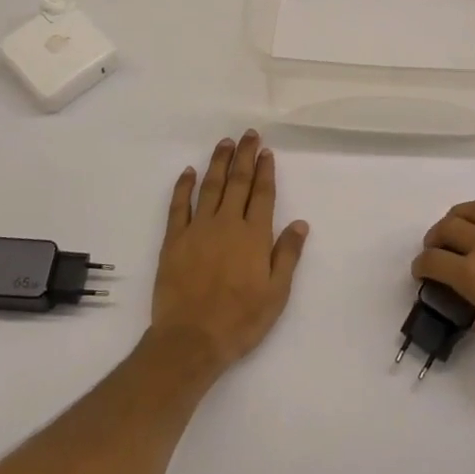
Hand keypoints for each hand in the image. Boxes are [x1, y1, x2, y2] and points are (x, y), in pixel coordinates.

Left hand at [151, 131, 308, 375]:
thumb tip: (300, 223)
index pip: (262, 194)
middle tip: (248, 135)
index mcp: (254, 236)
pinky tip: (189, 171)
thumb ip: (287, 255)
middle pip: (237, 182)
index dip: (265, 171)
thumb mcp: (276, 293)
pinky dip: (184, 186)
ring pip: (210, 187)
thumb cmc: (240, 320)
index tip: (266, 151)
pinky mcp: (174, 240)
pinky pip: (178, 206)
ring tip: (224, 143)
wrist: (192, 339)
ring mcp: (198, 229)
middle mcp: (227, 224)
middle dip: (244, 156)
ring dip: (218, 162)